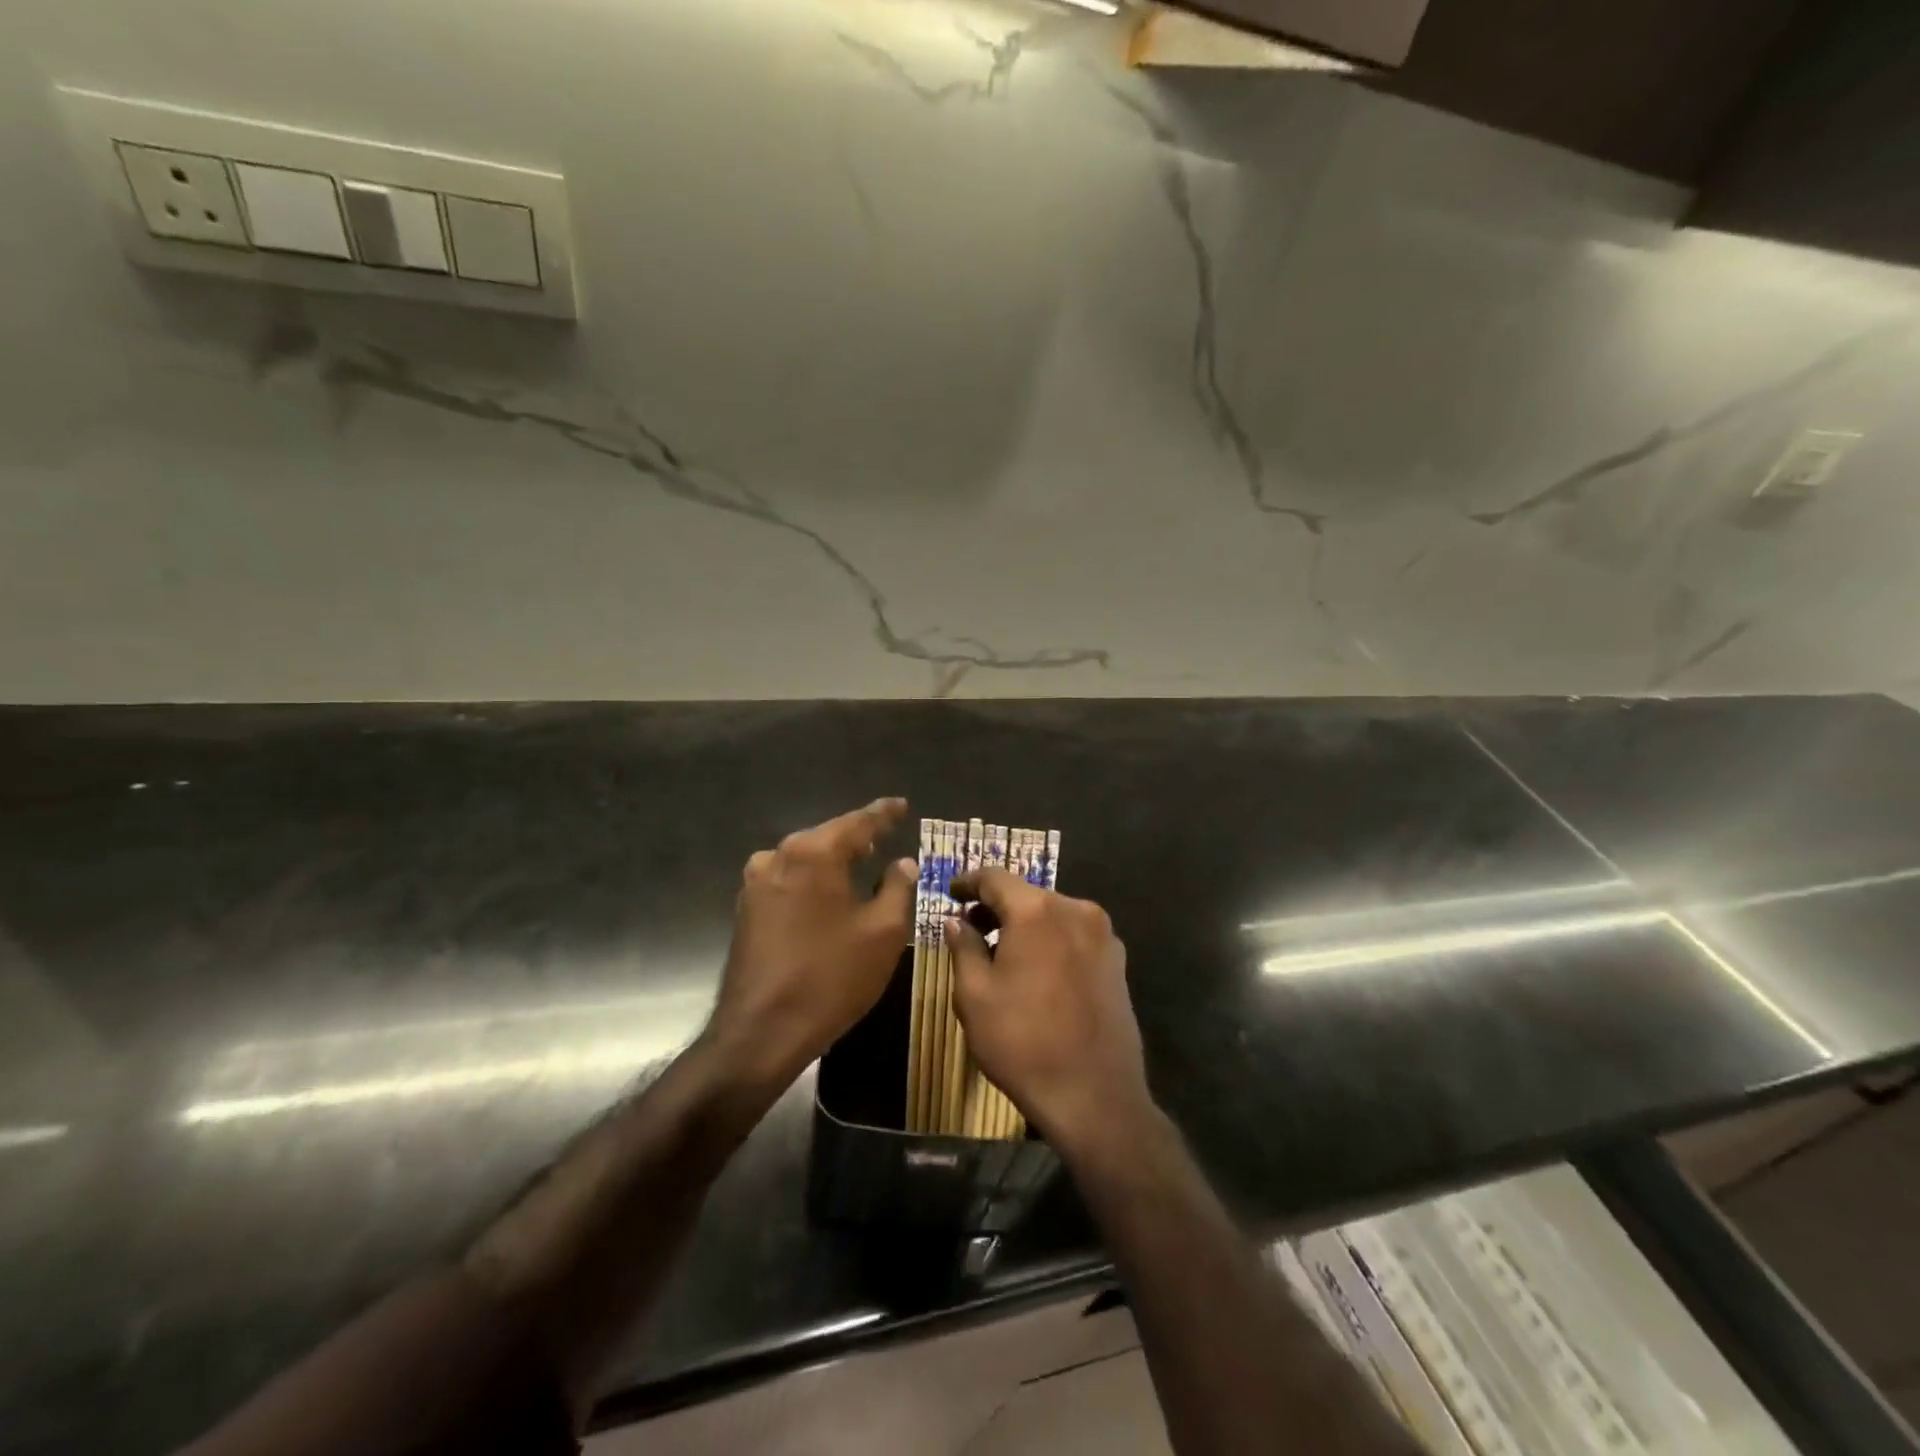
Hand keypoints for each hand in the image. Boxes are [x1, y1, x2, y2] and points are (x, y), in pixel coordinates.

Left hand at [708, 797, 916, 1086]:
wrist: (760, 1033)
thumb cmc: (831, 977)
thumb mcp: (883, 932)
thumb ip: (898, 887)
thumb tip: (903, 862)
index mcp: (813, 853)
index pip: (858, 822)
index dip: (884, 814)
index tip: (901, 805)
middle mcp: (778, 856)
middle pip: (827, 838)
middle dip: (857, 838)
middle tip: (885, 837)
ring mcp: (756, 883)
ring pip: (805, 860)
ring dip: (833, 862)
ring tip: (860, 864)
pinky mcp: (746, 910)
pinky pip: (789, 881)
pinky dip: (813, 883)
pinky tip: (829, 896)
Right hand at [945, 868, 1150, 1153]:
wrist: (1095, 1096)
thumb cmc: (1023, 1042)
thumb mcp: (975, 995)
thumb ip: (963, 947)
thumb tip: (956, 921)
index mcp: (1037, 911)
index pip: (995, 877)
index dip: (968, 882)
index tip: (951, 893)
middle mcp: (1075, 910)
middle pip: (1027, 895)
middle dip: (996, 906)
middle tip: (970, 927)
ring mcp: (1103, 935)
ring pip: (1052, 915)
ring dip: (1025, 925)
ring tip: (1001, 951)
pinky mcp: (1117, 961)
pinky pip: (1074, 935)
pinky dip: (1050, 941)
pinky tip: (1036, 970)